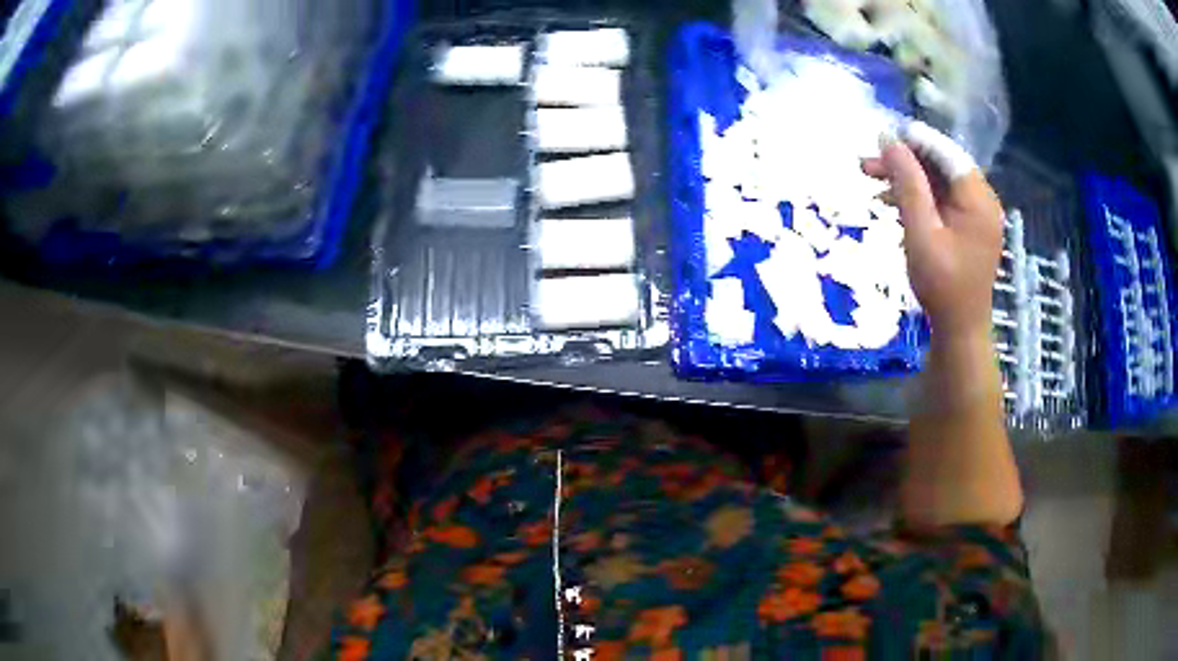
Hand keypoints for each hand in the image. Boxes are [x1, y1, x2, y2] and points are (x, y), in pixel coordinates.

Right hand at [862, 133, 1003, 338]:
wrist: (960, 329)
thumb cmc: (942, 285)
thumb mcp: (920, 232)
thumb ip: (907, 183)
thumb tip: (888, 140)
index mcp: (978, 198)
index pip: (945, 152)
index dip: (913, 140)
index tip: (879, 138)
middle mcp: (982, 199)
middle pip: (941, 164)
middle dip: (904, 161)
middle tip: (867, 164)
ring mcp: (977, 213)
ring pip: (938, 180)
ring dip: (906, 178)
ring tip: (870, 179)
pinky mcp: (968, 225)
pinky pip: (941, 198)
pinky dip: (917, 196)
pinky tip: (891, 202)